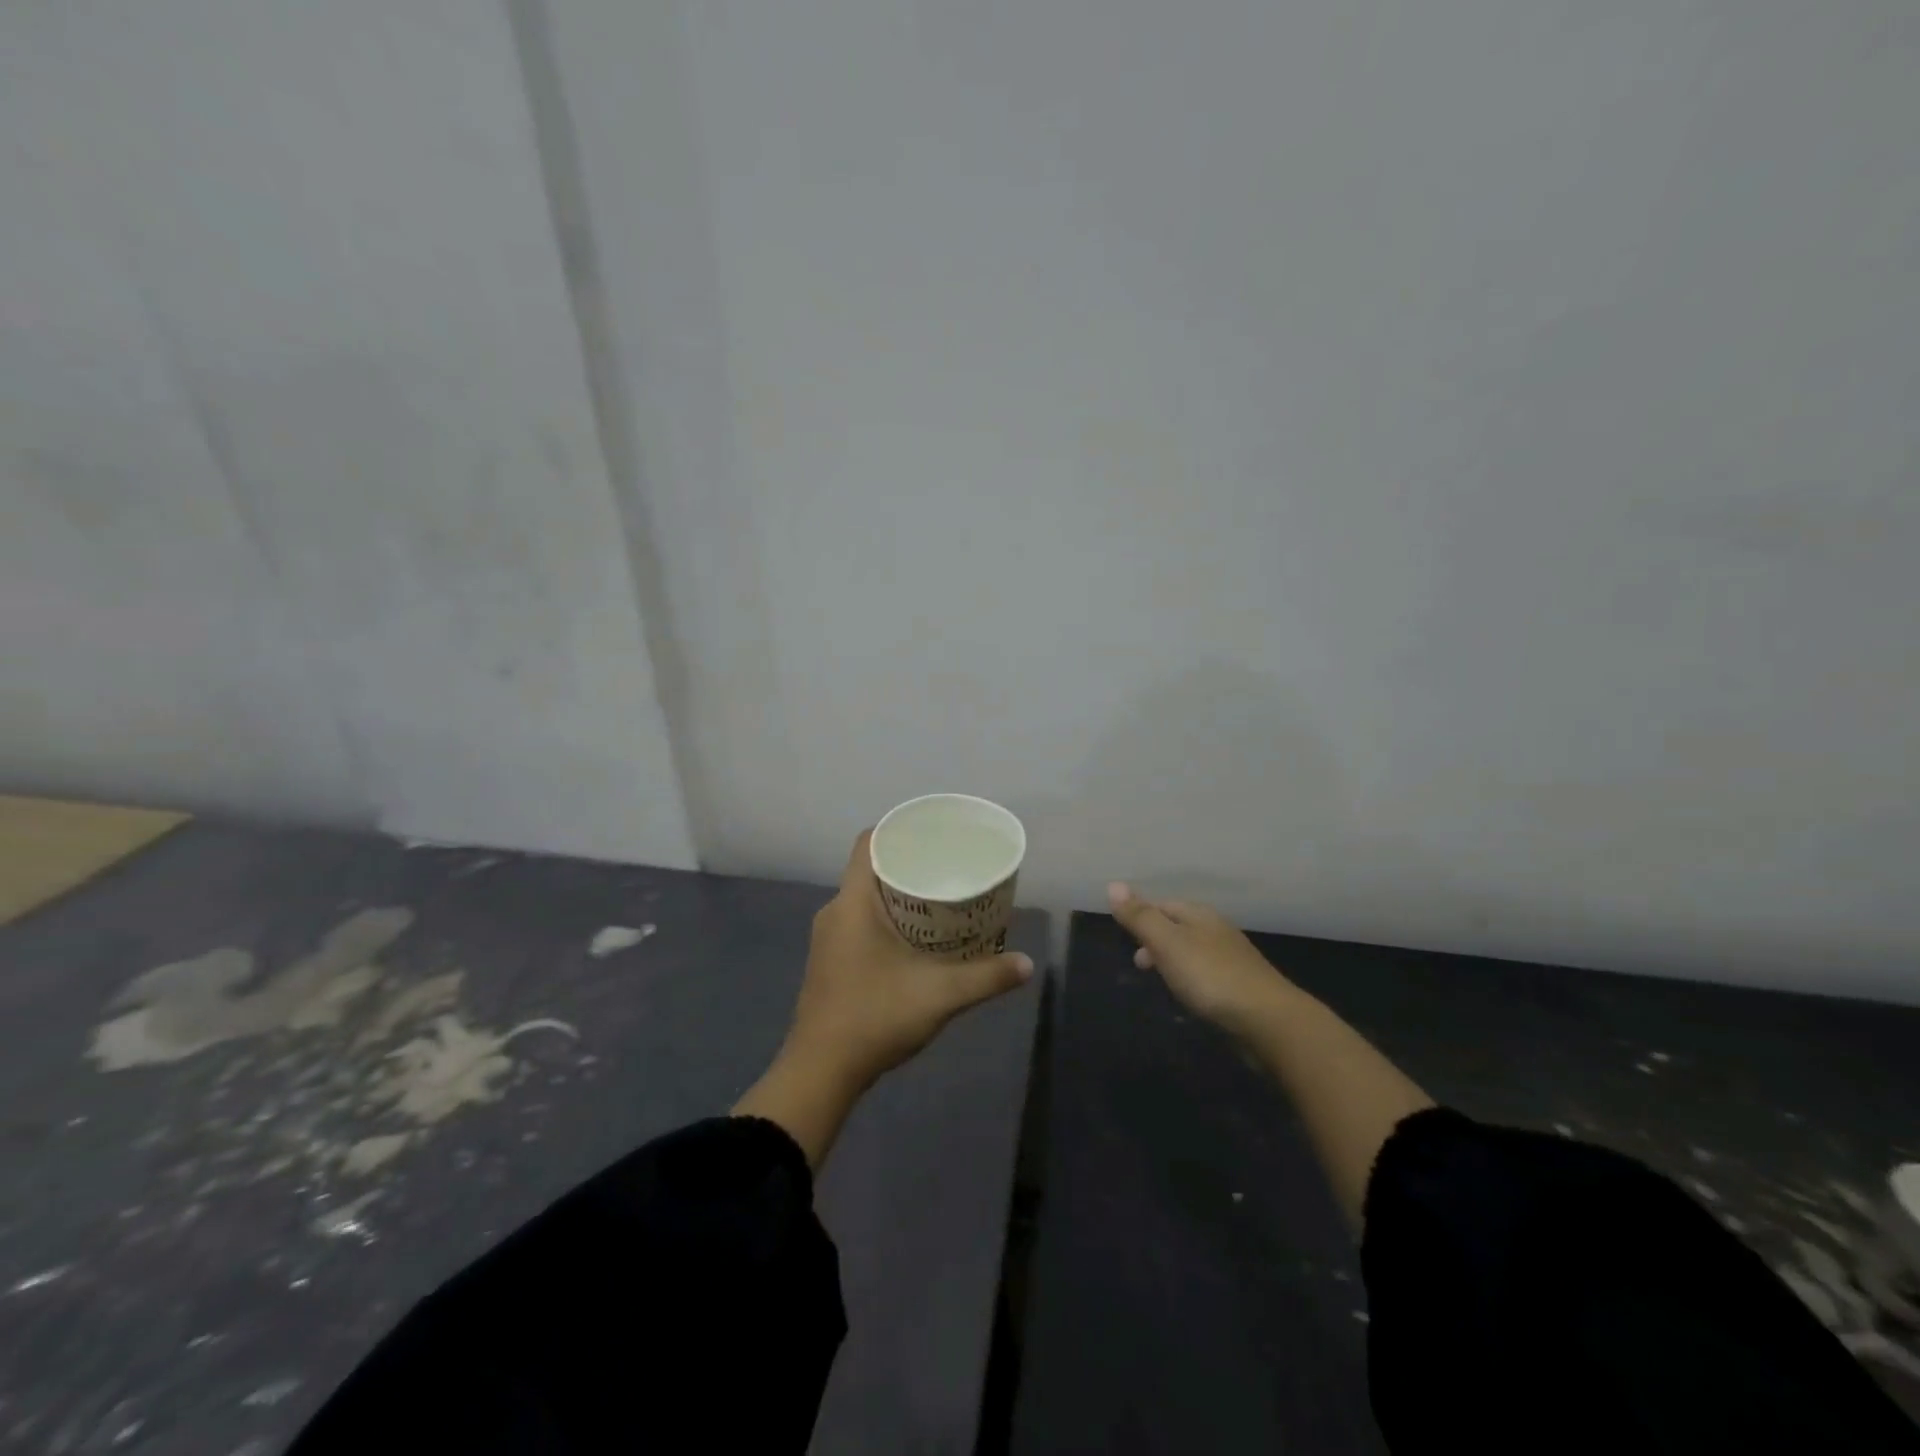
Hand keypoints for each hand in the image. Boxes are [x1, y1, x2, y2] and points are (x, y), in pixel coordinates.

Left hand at [788, 831, 1034, 1092]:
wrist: (820, 1072)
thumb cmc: (875, 1017)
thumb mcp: (939, 995)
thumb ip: (985, 976)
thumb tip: (1027, 964)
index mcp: (852, 903)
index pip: (868, 842)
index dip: (898, 830)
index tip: (932, 835)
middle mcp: (834, 911)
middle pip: (870, 869)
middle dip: (908, 864)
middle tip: (948, 867)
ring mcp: (828, 938)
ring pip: (864, 898)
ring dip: (897, 895)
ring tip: (938, 899)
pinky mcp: (829, 961)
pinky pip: (858, 921)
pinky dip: (885, 919)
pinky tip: (914, 938)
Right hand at [1107, 883, 1296, 1035]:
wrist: (1269, 1022)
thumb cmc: (1211, 976)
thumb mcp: (1167, 943)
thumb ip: (1140, 917)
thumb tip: (1113, 884)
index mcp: (1199, 915)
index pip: (1162, 904)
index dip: (1141, 916)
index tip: (1123, 936)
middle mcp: (1217, 930)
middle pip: (1178, 926)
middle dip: (1155, 940)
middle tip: (1138, 964)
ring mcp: (1232, 959)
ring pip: (1192, 950)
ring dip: (1172, 960)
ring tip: (1159, 980)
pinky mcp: (1241, 986)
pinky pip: (1206, 973)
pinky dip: (1190, 978)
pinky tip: (1189, 995)